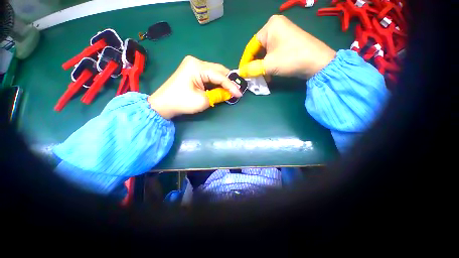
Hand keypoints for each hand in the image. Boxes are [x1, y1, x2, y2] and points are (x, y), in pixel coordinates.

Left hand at [148, 56, 241, 118]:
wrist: (163, 104)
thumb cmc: (181, 102)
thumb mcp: (203, 101)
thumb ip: (218, 95)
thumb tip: (230, 94)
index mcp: (197, 66)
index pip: (219, 75)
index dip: (231, 85)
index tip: (240, 94)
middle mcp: (196, 62)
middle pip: (218, 70)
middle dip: (229, 81)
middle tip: (238, 90)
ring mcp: (193, 65)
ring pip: (214, 72)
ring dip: (223, 81)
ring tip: (232, 89)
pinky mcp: (192, 71)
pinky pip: (209, 75)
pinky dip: (216, 82)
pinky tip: (222, 87)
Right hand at [239, 15, 336, 78]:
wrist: (317, 62)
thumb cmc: (290, 59)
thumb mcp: (268, 65)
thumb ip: (252, 69)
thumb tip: (240, 73)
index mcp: (269, 26)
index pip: (251, 46)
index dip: (245, 61)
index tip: (242, 72)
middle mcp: (276, 27)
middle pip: (259, 49)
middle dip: (255, 65)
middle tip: (252, 76)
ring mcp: (283, 34)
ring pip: (266, 53)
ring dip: (262, 66)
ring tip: (262, 77)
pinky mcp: (288, 42)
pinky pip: (273, 53)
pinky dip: (270, 64)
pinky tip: (270, 73)